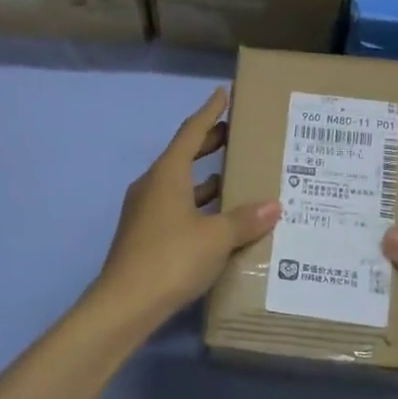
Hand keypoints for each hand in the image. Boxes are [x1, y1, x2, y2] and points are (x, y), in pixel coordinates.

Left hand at [93, 88, 280, 326]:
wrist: (124, 305)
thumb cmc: (171, 259)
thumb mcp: (216, 238)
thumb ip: (245, 220)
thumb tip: (273, 206)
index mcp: (166, 175)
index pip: (190, 132)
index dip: (209, 112)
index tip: (222, 93)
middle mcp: (152, 186)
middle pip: (183, 156)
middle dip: (209, 144)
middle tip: (236, 135)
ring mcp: (145, 212)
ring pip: (180, 185)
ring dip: (205, 179)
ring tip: (235, 177)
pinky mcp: (145, 236)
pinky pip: (176, 209)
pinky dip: (198, 206)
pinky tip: (218, 221)